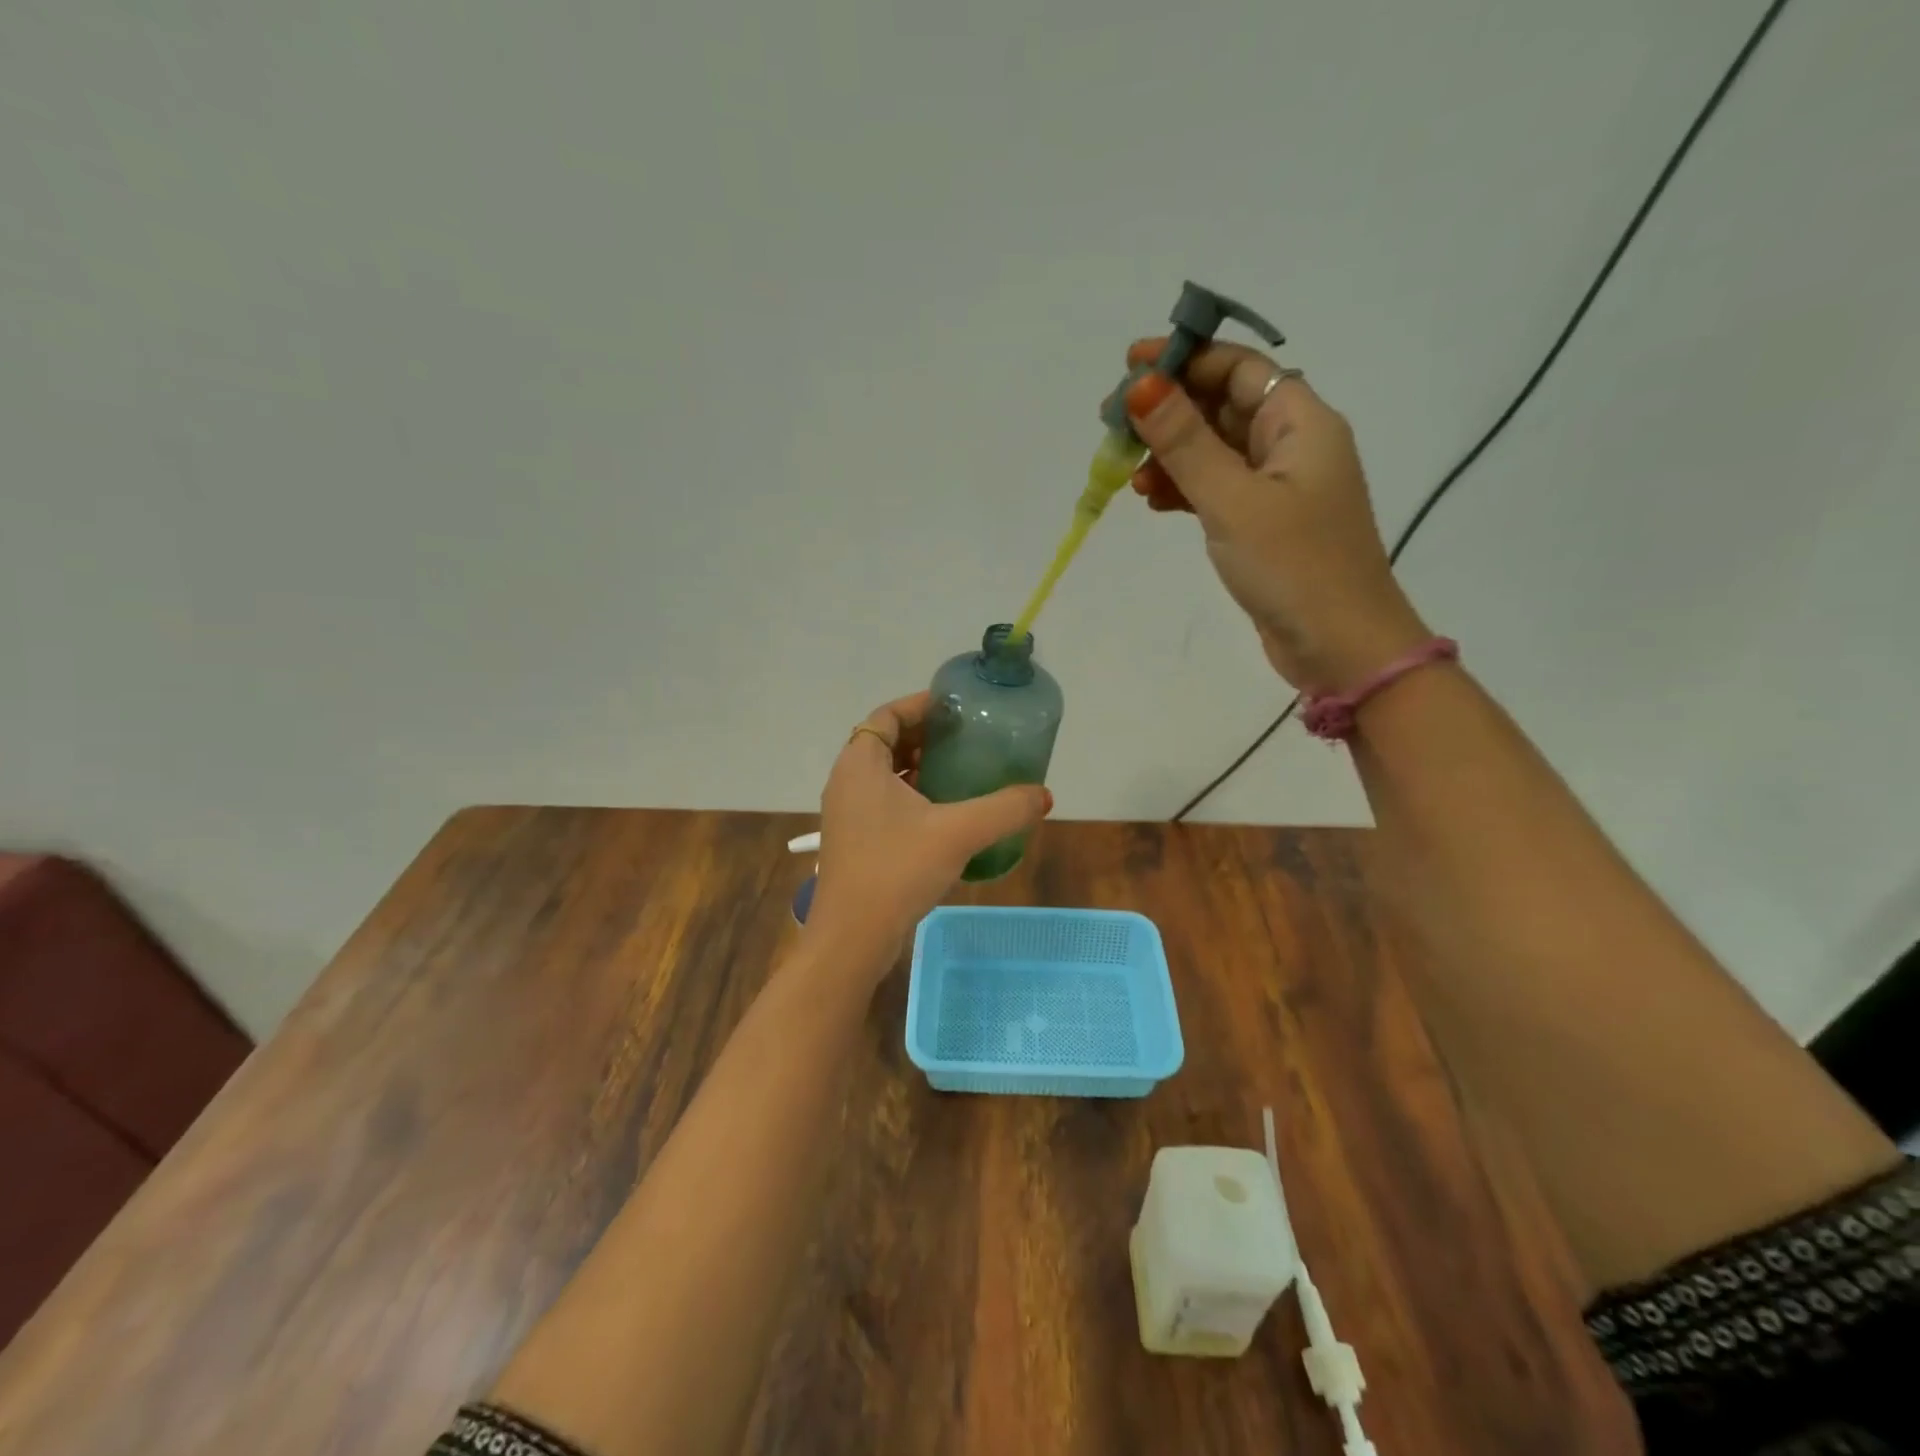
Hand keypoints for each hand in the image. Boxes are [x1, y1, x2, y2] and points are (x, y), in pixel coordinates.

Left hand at [805, 692, 1051, 973]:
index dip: (920, 705)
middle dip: (926, 736)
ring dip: (920, 768)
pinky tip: (946, 814)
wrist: (853, 938)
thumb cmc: (897, 870)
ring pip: (885, 775)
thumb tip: (1044, 795)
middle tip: (967, 739)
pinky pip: (884, 802)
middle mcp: (847, 782)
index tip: (956, 709)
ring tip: (962, 772)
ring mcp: (847, 814)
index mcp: (860, 764)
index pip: (887, 715)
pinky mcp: (855, 841)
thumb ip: (1005, 809)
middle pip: (886, 742)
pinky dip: (912, 796)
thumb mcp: (958, 833)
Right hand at [1123, 338, 1429, 692]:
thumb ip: (1185, 442)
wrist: (1340, 647)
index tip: (1130, 368)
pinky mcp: (1265, 526)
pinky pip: (1218, 490)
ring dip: (1171, 456)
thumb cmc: (1293, 566)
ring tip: (1128, 474)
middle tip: (1113, 425)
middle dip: (1169, 412)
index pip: (1239, 368)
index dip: (1185, 360)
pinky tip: (1153, 501)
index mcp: (1300, 423)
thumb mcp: (1232, 500)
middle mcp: (1293, 446)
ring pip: (1215, 452)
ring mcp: (1279, 488)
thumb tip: (1142, 386)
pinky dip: (1185, 490)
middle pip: (1223, 406)